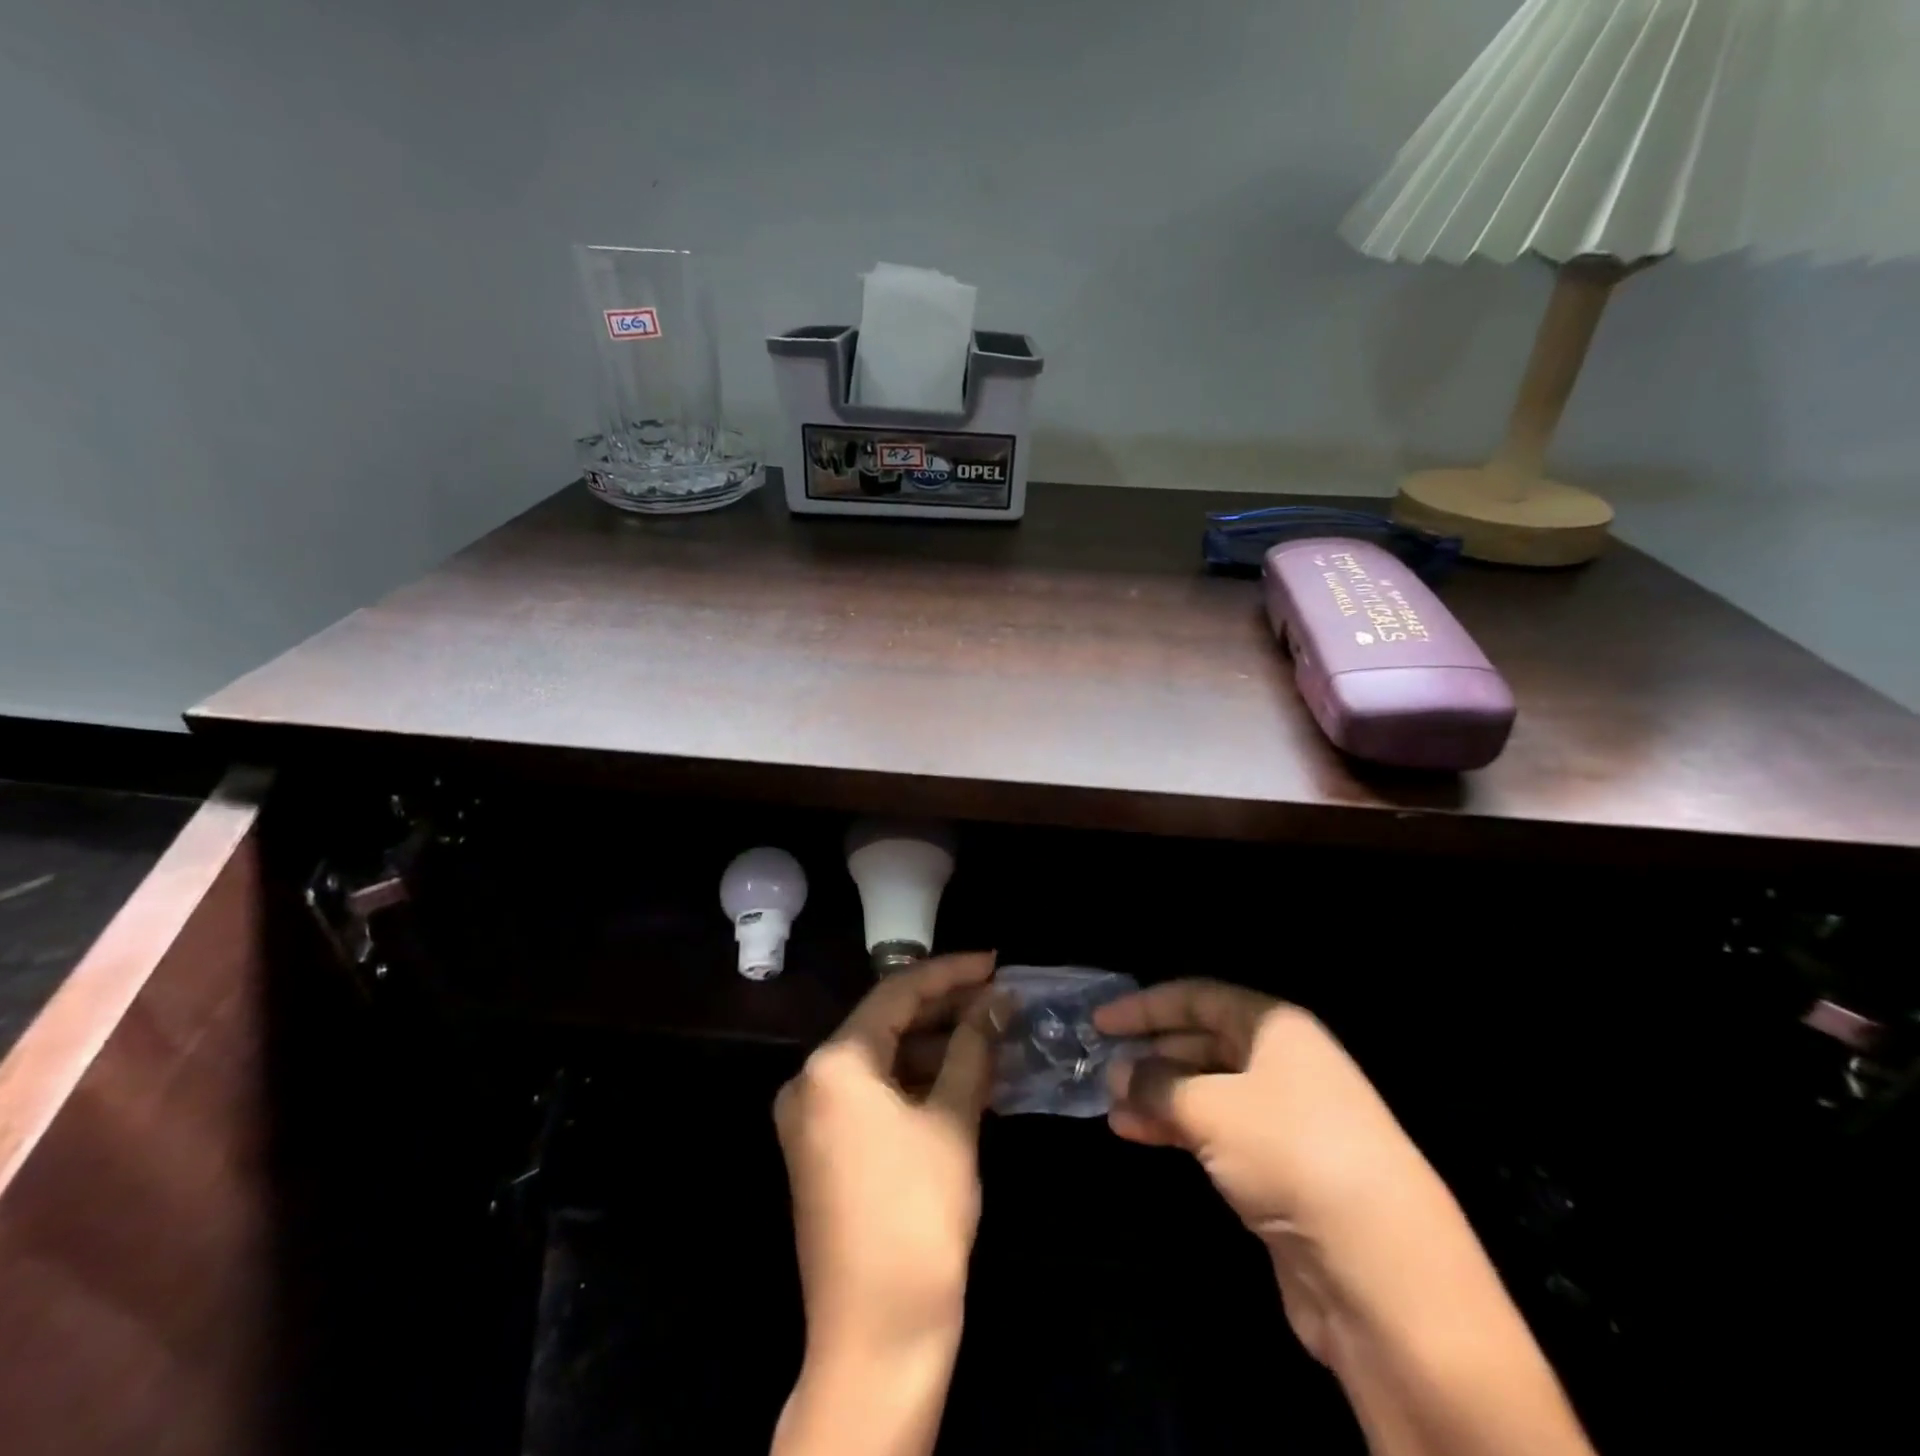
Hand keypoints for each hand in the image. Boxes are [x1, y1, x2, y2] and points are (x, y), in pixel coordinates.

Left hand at [774, 951, 1001, 1358]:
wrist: (877, 1335)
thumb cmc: (919, 1215)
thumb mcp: (953, 1121)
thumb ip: (973, 1048)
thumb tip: (997, 1001)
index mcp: (834, 1063)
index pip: (897, 992)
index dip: (950, 973)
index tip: (994, 963)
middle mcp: (810, 1079)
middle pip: (885, 1022)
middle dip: (943, 1010)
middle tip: (997, 999)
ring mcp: (811, 1116)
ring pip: (880, 1059)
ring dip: (932, 1046)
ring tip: (989, 1036)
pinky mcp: (821, 1148)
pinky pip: (871, 1093)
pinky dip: (914, 1081)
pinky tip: (959, 1078)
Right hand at [1093, 980, 1444, 1362]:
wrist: (1381, 1270)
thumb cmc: (1291, 1152)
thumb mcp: (1211, 1106)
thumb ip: (1156, 1084)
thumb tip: (1117, 1074)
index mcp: (1275, 1028)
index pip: (1199, 998)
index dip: (1147, 1007)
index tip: (1101, 1022)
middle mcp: (1282, 1064)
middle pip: (1202, 1043)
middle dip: (1151, 1053)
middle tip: (1100, 1064)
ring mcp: (1283, 1118)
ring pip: (1205, 1090)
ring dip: (1157, 1094)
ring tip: (1109, 1104)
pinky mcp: (1279, 1169)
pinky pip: (1215, 1131)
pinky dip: (1176, 1128)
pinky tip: (1136, 1133)